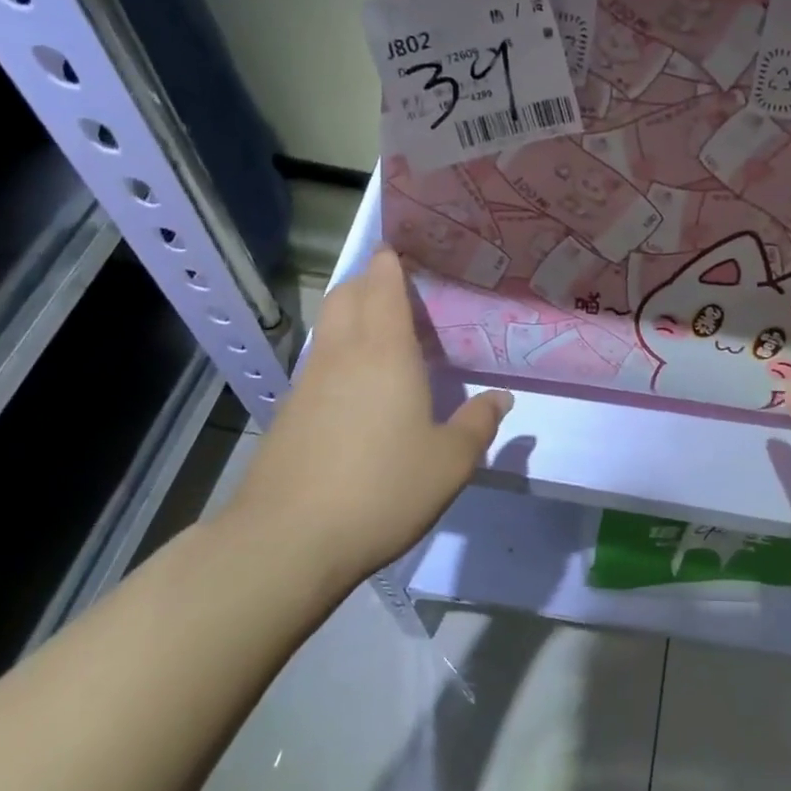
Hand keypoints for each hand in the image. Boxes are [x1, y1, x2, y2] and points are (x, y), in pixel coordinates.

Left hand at [218, 247, 511, 589]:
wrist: (289, 540)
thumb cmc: (383, 489)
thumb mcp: (450, 462)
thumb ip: (479, 424)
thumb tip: (501, 398)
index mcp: (384, 351)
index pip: (381, 284)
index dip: (391, 261)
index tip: (408, 251)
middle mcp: (342, 354)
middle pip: (346, 294)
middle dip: (369, 281)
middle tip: (402, 291)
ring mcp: (308, 382)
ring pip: (329, 326)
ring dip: (352, 315)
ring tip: (385, 334)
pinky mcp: (289, 412)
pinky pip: (319, 361)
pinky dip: (340, 352)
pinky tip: (360, 386)